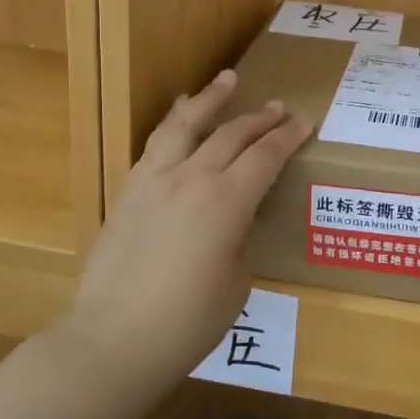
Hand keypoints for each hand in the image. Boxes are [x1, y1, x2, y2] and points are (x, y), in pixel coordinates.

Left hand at [64, 69, 311, 393]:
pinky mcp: (128, 190)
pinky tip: (178, 117)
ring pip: (186, 124)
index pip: (266, 155)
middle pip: (232, 133)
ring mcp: (154, 179)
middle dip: (260, 117)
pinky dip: (174, 122)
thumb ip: (240, 238)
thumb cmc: (187, 322)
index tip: (306, 122)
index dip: (288, 136)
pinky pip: (156, 143)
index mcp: (227, 201)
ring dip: (210, 99)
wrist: (113, 339)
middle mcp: (192, 177)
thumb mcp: (236, 281)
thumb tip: (234, 221)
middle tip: (279, 106)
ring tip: (226, 79)